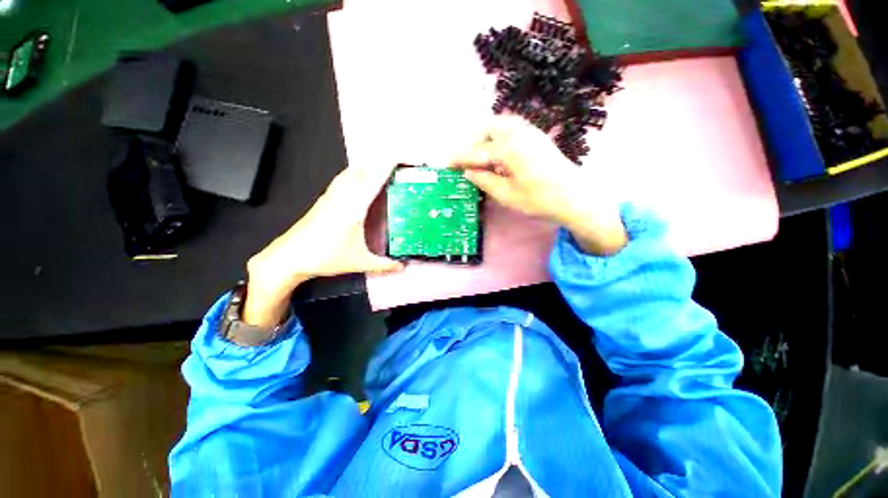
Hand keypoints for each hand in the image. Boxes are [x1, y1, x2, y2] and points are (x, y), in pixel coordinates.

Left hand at [242, 164, 402, 328]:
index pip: (375, 177)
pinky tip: (362, 181)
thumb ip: (384, 265)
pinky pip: (344, 178)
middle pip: (364, 167)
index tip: (407, 159)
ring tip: (385, 169)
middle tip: (402, 165)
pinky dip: (358, 173)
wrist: (288, 257)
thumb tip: (403, 266)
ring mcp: (332, 195)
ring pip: (352, 170)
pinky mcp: (325, 199)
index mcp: (354, 207)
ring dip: (370, 165)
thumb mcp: (359, 262)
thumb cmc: (325, 257)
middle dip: (384, 161)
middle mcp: (343, 195)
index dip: (391, 164)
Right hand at [451, 116, 626, 255]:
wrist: (574, 196)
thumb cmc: (539, 199)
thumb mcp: (506, 195)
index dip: (459, 159)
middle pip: (487, 128)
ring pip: (500, 125)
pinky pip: (512, 128)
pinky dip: (499, 136)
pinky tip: (499, 152)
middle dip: (472, 141)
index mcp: (508, 149)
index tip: (446, 163)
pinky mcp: (537, 136)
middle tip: (465, 160)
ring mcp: (530, 132)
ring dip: (486, 136)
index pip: (476, 152)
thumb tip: (468, 171)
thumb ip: (484, 180)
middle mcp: (518, 133)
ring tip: (480, 155)